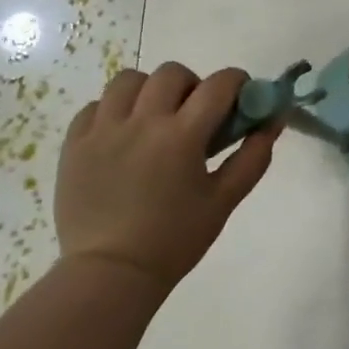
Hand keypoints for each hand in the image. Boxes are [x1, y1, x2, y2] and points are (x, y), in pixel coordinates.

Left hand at [54, 63, 282, 292]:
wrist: (111, 274)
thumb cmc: (175, 239)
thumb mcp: (224, 200)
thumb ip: (253, 156)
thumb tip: (273, 121)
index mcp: (182, 135)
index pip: (219, 84)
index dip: (237, 82)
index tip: (240, 97)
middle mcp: (142, 121)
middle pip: (172, 73)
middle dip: (192, 85)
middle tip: (194, 115)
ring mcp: (103, 130)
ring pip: (129, 80)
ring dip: (149, 90)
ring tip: (153, 118)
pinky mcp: (75, 144)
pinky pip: (95, 106)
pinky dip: (113, 111)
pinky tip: (121, 135)